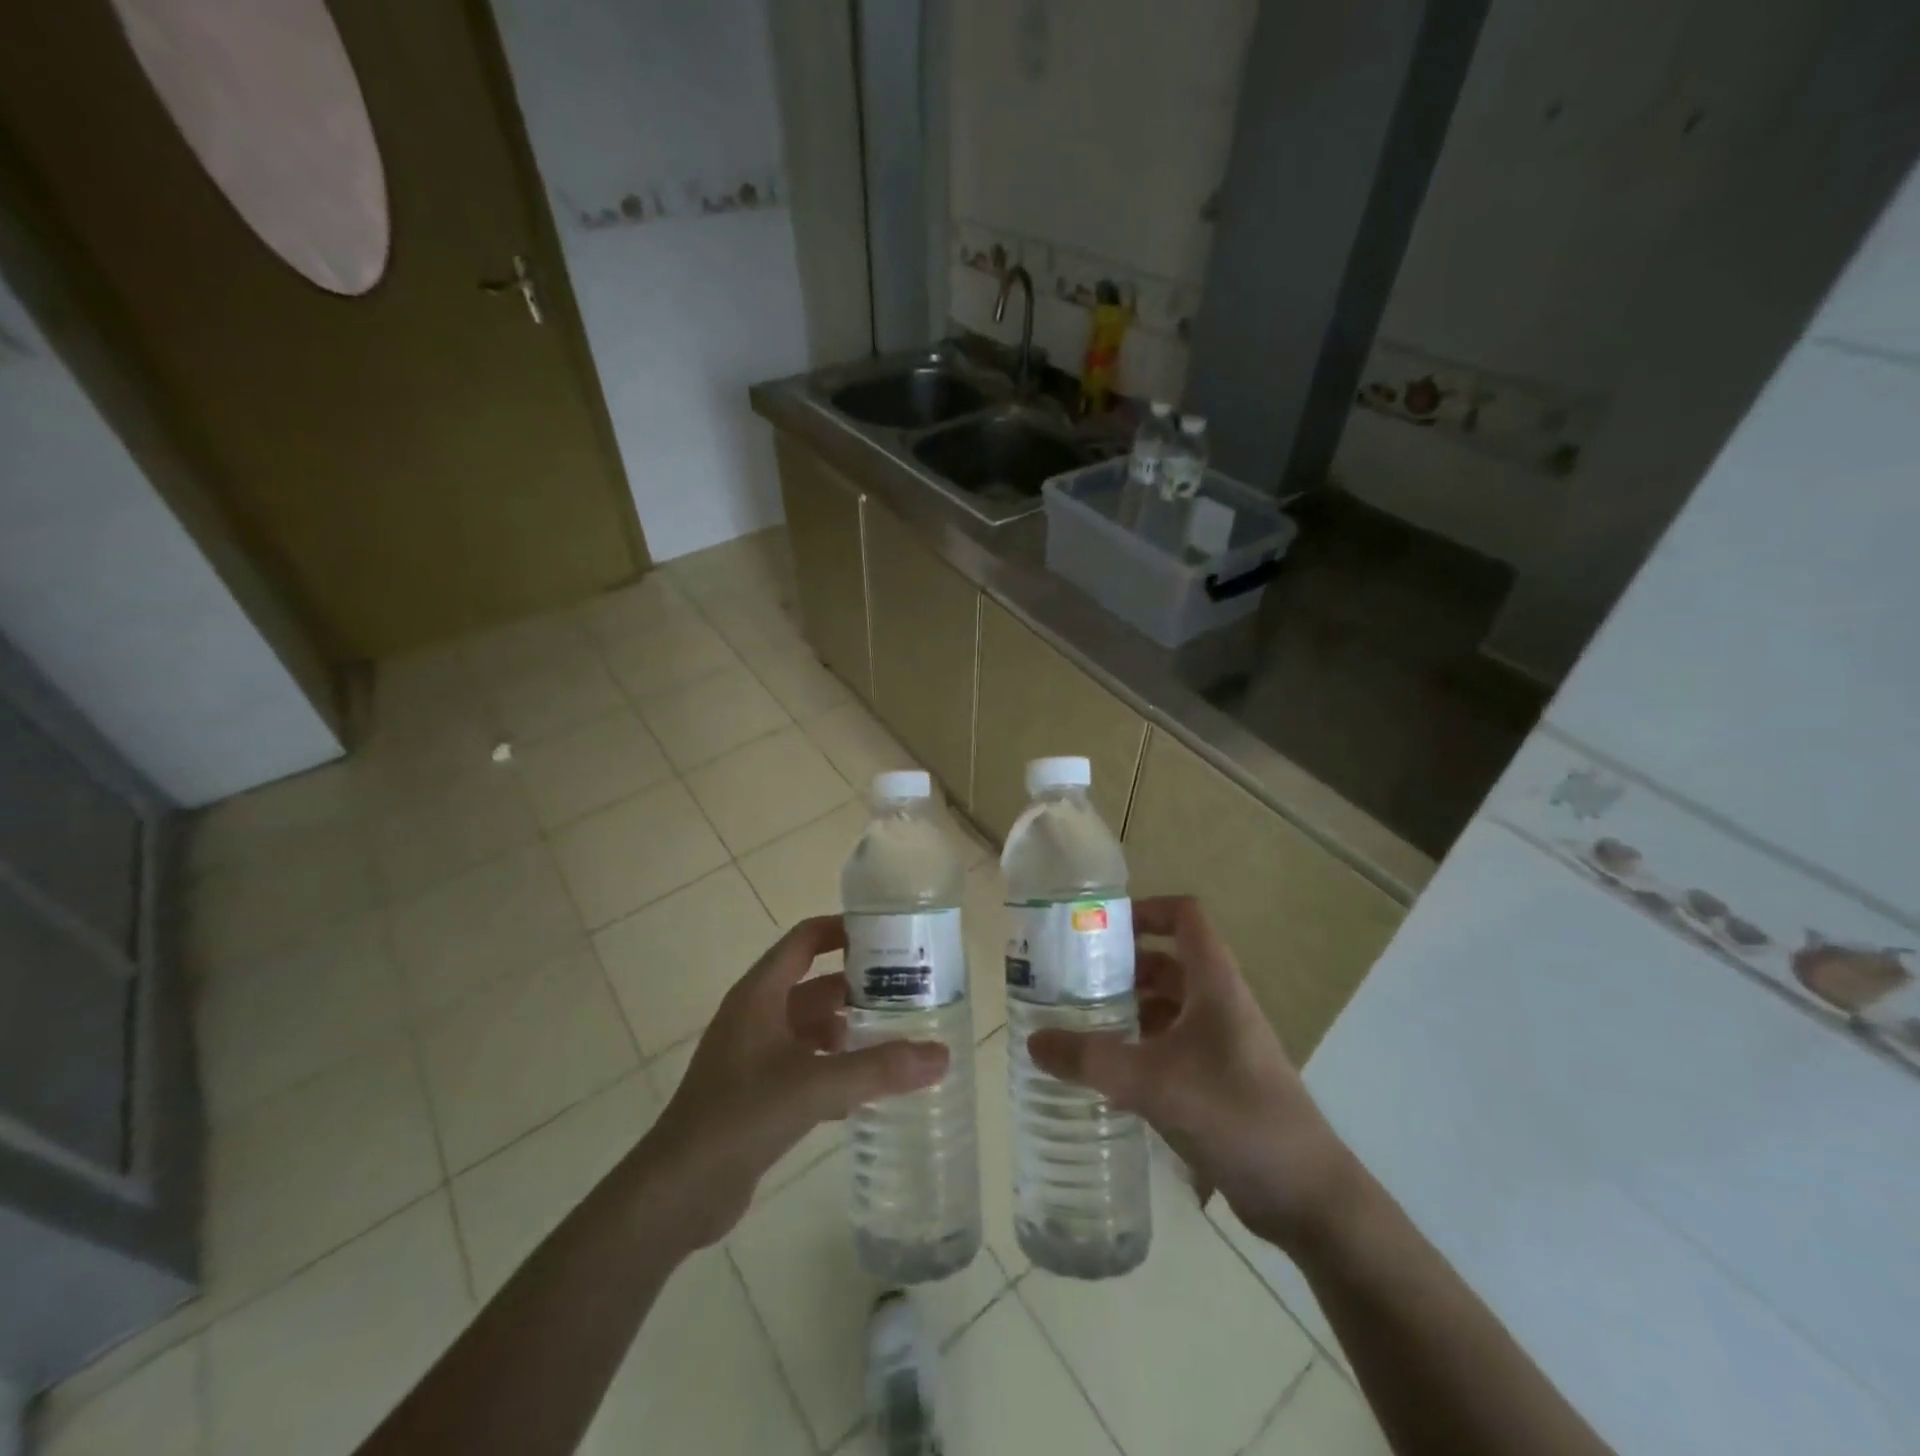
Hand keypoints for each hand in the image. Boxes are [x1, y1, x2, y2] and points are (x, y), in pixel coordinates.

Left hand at [638, 915, 949, 1247]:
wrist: (677, 1192)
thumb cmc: (739, 1117)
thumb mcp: (814, 1086)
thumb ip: (878, 1069)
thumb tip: (941, 1055)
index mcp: (760, 994)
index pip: (805, 940)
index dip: (843, 930)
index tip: (888, 934)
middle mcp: (757, 1016)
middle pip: (815, 985)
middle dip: (859, 987)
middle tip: (910, 992)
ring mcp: (755, 1056)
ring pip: (812, 1028)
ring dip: (850, 1030)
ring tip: (899, 1037)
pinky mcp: (757, 1093)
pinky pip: (806, 1065)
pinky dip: (835, 1067)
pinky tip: (869, 1089)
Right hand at [1026, 895, 1362, 1252]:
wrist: (1306, 1195)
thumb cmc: (1235, 1115)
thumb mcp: (1154, 1082)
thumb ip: (1090, 1061)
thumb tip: (1033, 1042)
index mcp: (1214, 983)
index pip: (1184, 917)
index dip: (1145, 910)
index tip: (1100, 927)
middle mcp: (1218, 1003)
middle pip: (1167, 961)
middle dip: (1122, 965)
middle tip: (1073, 978)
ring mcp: (1221, 1043)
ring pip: (1168, 1006)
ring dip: (1129, 1007)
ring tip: (1080, 1022)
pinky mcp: (1218, 1080)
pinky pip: (1171, 1046)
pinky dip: (1140, 1046)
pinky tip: (1107, 1070)